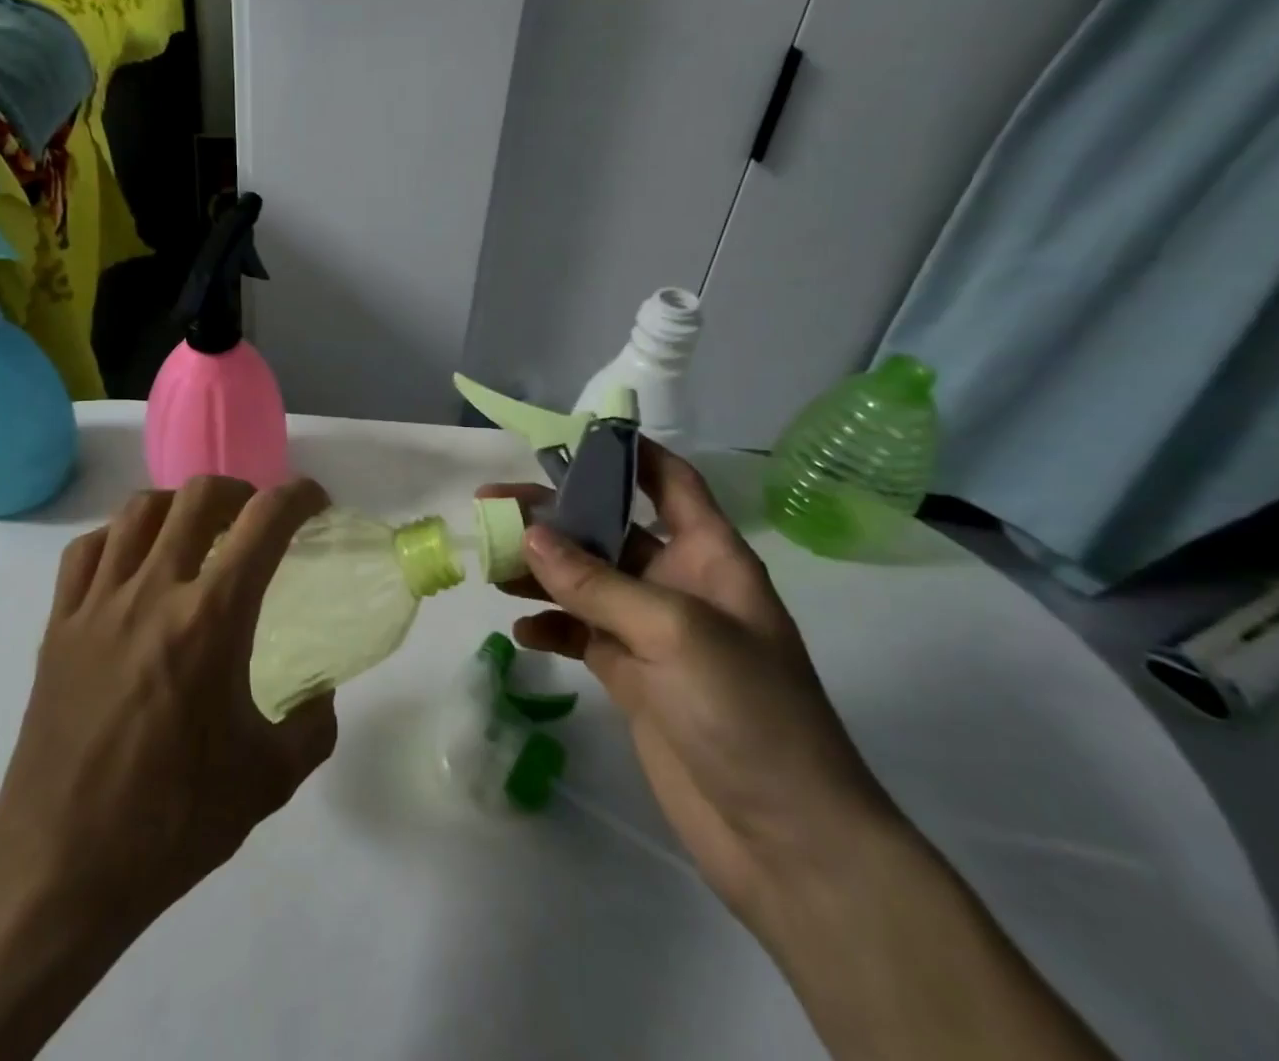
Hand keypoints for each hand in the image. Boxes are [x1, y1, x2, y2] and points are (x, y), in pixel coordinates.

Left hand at [0, 476, 335, 1060]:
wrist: (59, 870)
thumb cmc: (171, 824)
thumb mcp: (268, 781)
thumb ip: (313, 726)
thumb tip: (321, 692)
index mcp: (210, 620)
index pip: (263, 524)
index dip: (298, 497)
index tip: (315, 501)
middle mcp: (152, 592)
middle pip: (197, 496)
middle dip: (240, 492)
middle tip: (256, 519)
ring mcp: (97, 604)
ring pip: (138, 510)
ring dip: (179, 505)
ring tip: (197, 532)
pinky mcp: (57, 625)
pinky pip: (87, 549)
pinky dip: (119, 536)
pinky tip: (133, 562)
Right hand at [479, 443, 898, 924]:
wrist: (788, 841)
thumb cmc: (748, 712)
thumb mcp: (673, 632)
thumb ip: (596, 583)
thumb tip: (530, 535)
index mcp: (709, 556)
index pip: (669, 481)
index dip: (628, 452)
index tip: (569, 436)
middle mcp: (679, 583)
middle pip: (608, 529)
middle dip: (553, 515)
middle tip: (491, 505)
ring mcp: (653, 632)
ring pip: (586, 581)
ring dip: (541, 570)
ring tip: (490, 564)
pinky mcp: (633, 677)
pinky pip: (581, 634)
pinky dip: (551, 626)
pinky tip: (520, 628)